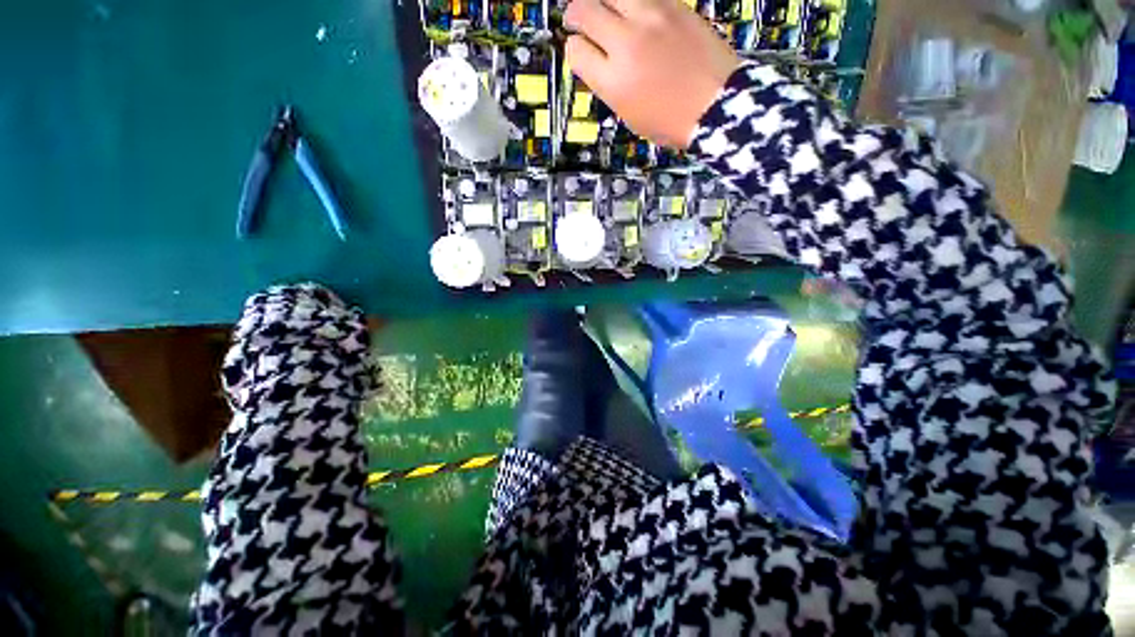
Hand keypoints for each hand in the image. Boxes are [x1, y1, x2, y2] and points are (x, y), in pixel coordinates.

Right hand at [563, 0, 740, 147]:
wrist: (716, 105)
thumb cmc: (672, 121)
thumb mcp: (630, 115)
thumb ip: (608, 85)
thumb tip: (597, 62)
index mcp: (614, 82)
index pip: (577, 50)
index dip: (574, 48)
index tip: (579, 49)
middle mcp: (627, 44)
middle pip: (585, 10)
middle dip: (575, 14)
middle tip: (577, 18)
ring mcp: (651, 18)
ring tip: (602, 7)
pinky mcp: (674, 5)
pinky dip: (630, 2)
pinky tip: (631, 11)